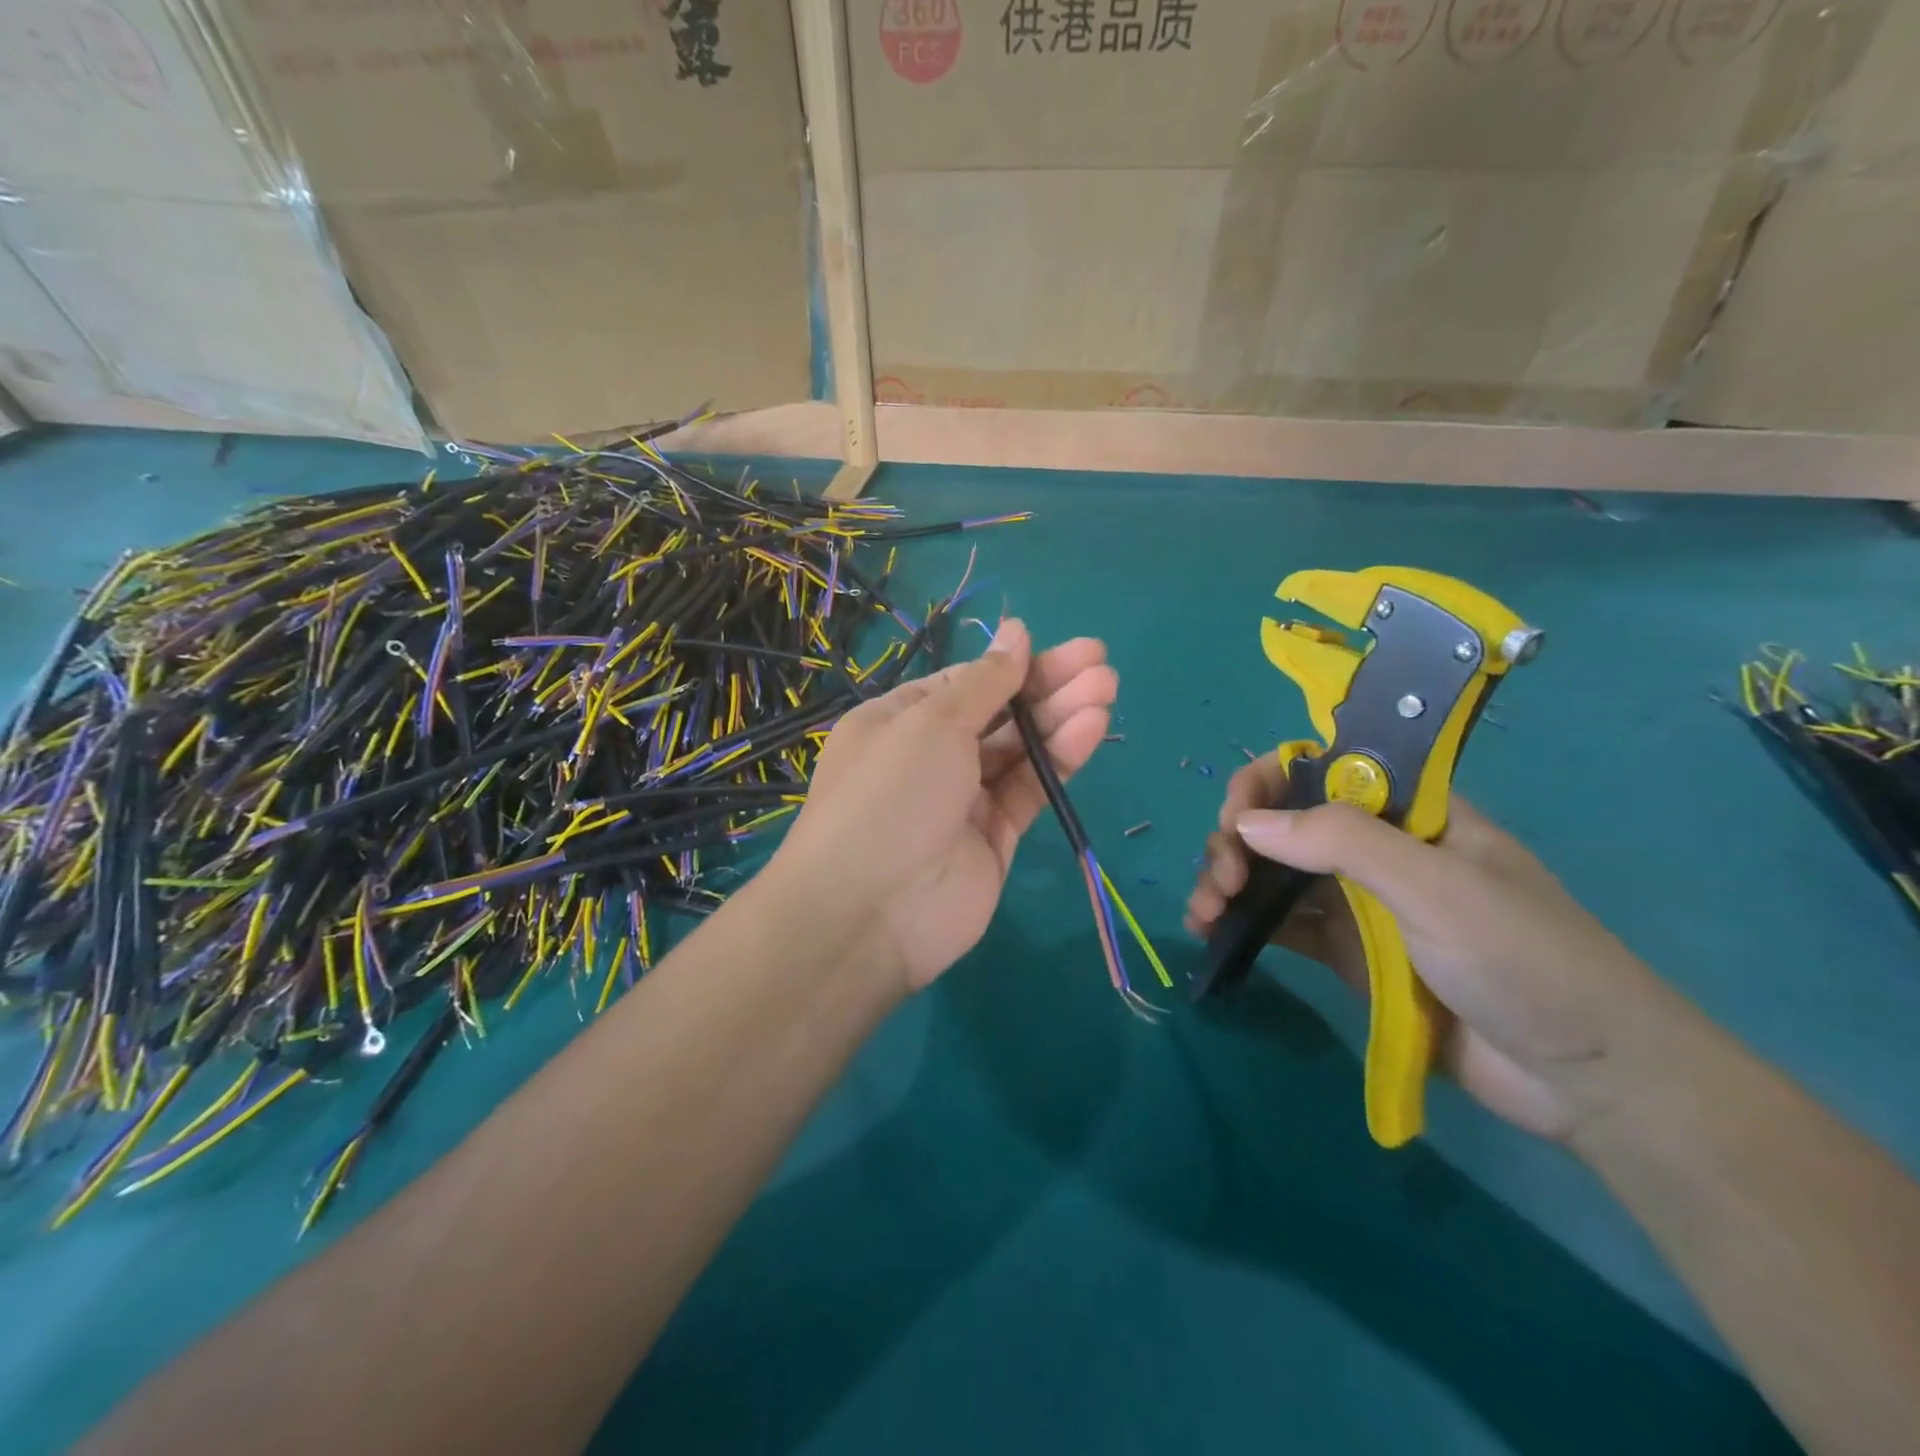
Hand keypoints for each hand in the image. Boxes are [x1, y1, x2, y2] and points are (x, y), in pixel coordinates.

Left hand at [772, 620, 1116, 993]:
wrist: (870, 911)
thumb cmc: (890, 794)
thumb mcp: (932, 722)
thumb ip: (984, 681)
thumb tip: (1015, 631)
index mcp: (900, 720)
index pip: (965, 682)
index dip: (1012, 665)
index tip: (1060, 649)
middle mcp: (931, 755)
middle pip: (999, 712)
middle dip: (1048, 685)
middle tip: (1100, 662)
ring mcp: (964, 798)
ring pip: (1020, 749)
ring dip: (1061, 717)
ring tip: (1107, 687)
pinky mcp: (995, 836)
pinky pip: (1030, 788)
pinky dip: (1059, 759)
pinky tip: (1091, 728)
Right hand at [1186, 757, 1673, 1142]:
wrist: (1587, 1078)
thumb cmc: (1524, 959)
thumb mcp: (1436, 887)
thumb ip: (1342, 843)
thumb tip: (1246, 822)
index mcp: (1405, 813)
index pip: (1318, 769)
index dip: (1267, 783)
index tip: (1238, 819)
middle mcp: (1373, 848)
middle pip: (1282, 821)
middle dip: (1238, 840)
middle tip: (1223, 882)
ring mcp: (1356, 902)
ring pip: (1272, 872)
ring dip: (1227, 881)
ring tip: (1204, 913)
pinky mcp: (1344, 953)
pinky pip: (1280, 924)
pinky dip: (1241, 923)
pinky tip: (1210, 934)